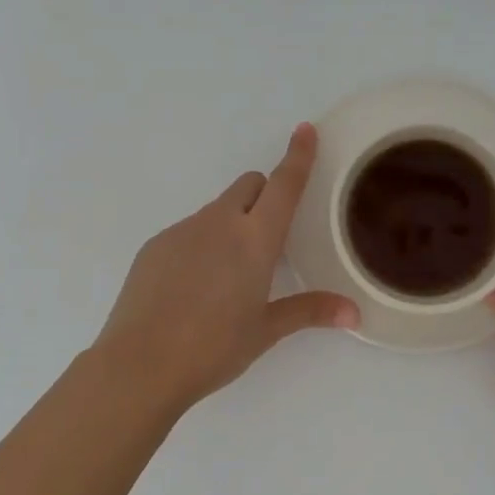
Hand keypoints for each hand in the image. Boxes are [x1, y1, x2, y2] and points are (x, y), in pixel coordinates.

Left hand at [94, 123, 358, 414]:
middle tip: (268, 238)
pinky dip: (201, 244)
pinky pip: (189, 230)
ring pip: (218, 210)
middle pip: (250, 186)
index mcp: (255, 239)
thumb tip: (354, 313)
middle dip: (265, 195)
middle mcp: (220, 223)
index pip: (283, 185)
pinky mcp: (155, 244)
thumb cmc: (213, 348)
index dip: (298, 156)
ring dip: (232, 224)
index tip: (305, 130)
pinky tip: (192, 287)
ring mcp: (183, 230)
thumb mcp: (265, 330)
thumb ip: (309, 311)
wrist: (140, 365)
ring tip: (227, 276)